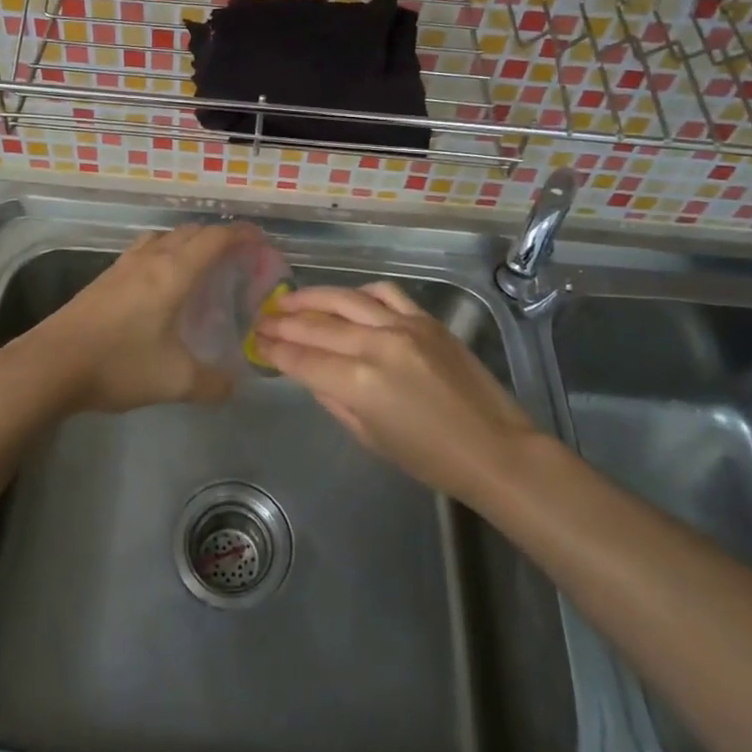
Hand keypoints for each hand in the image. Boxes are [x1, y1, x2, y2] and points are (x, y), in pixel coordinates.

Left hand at [20, 221, 260, 413]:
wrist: (50, 364)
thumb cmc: (118, 364)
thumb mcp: (175, 381)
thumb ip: (213, 383)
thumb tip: (234, 385)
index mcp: (174, 272)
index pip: (215, 239)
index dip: (241, 235)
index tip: (260, 240)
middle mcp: (151, 259)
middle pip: (191, 232)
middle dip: (218, 237)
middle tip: (237, 256)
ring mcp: (123, 265)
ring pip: (164, 237)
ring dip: (188, 241)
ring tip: (201, 263)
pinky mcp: (105, 278)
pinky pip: (145, 250)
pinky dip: (164, 252)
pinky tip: (161, 281)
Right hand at [254, 281, 536, 502]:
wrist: (494, 448)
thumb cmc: (430, 458)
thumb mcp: (370, 437)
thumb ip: (334, 400)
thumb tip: (310, 373)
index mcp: (359, 383)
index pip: (303, 358)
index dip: (276, 349)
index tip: (257, 340)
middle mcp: (376, 345)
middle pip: (317, 326)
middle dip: (284, 321)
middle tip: (262, 318)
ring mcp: (403, 326)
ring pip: (345, 299)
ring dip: (312, 297)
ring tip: (289, 299)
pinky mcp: (426, 319)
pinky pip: (385, 293)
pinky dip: (359, 292)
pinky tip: (346, 298)